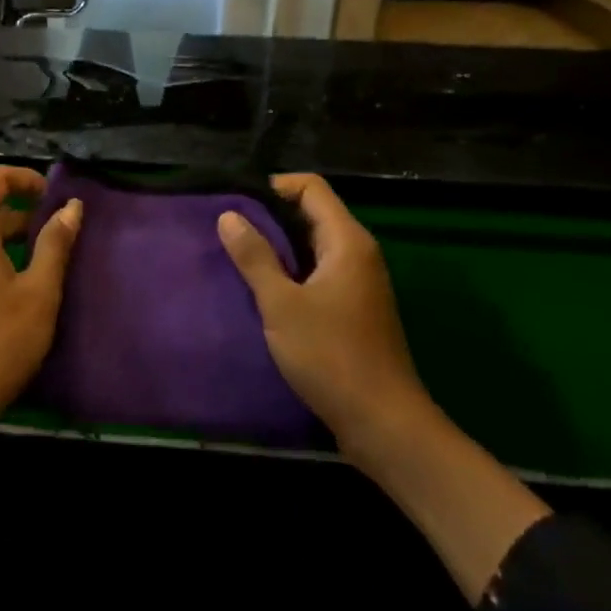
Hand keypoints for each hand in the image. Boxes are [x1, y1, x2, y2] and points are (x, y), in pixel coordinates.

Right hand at [217, 174, 426, 462]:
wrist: (383, 424)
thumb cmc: (331, 356)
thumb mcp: (281, 304)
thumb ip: (254, 257)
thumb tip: (228, 215)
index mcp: (347, 241)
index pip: (311, 188)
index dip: (273, 186)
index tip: (236, 203)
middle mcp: (357, 253)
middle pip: (312, 213)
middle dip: (269, 216)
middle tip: (227, 228)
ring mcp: (357, 282)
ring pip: (312, 245)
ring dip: (277, 246)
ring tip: (236, 255)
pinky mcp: (352, 308)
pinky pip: (316, 272)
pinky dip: (289, 271)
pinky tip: (261, 288)